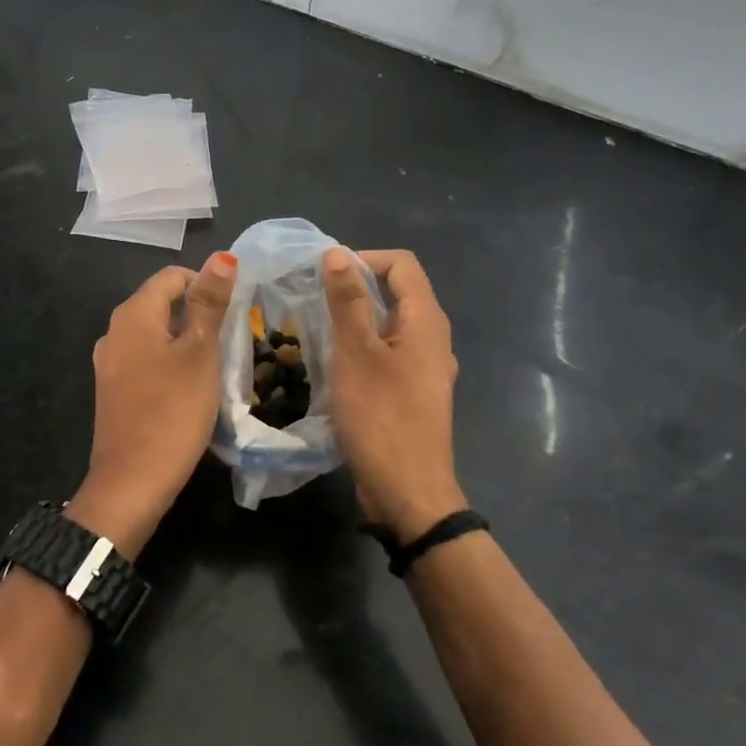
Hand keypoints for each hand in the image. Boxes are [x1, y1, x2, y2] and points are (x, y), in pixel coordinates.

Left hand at [69, 253, 236, 556]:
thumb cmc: (172, 411)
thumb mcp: (200, 353)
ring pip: (155, 334)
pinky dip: (170, 363)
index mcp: (133, 315)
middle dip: (198, 314)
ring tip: (216, 364)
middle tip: (231, 340)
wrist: (132, 482)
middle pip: (162, 304)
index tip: (234, 312)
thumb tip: (221, 256)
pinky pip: (145, 360)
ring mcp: (110, 363)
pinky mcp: (113, 390)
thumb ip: (209, 303)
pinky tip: (190, 388)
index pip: (172, 277)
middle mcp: (114, 332)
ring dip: (186, 341)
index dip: (206, 285)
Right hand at [322, 247, 465, 540]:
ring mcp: (425, 368)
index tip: (324, 274)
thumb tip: (337, 254)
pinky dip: (362, 348)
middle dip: (355, 288)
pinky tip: (333, 365)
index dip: (363, 259)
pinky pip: (387, 354)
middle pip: (397, 292)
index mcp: (427, 322)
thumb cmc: (381, 418)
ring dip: (355, 320)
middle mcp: (433, 339)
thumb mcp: (356, 354)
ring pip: (389, 326)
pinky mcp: (413, 393)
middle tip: (311, 299)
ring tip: (316, 329)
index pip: (401, 265)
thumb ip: (348, 302)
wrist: (408, 492)